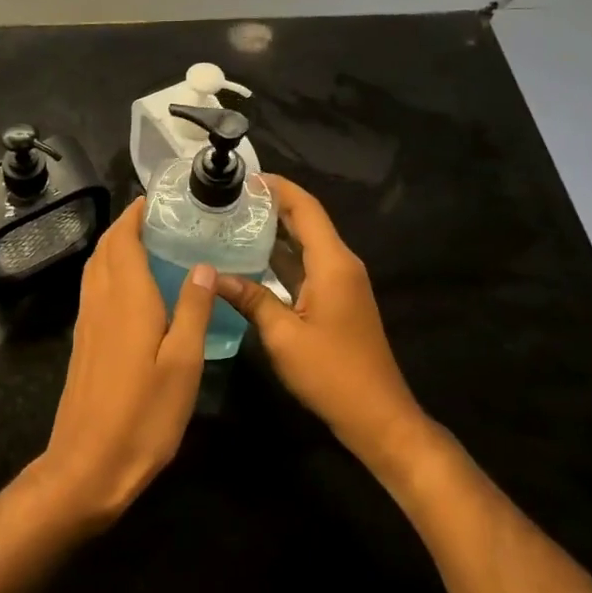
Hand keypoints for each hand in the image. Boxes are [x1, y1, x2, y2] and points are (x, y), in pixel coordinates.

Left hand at [38, 199, 213, 526]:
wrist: (87, 465)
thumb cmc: (143, 415)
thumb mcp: (184, 364)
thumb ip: (194, 311)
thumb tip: (204, 266)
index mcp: (126, 297)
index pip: (123, 238)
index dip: (135, 214)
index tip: (157, 199)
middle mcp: (100, 300)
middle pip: (106, 248)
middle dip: (127, 225)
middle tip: (161, 219)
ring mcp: (87, 322)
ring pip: (96, 267)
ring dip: (116, 247)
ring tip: (149, 244)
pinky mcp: (83, 342)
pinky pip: (94, 289)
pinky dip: (110, 271)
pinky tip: (133, 289)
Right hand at [214, 175, 427, 475]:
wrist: (378, 416)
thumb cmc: (331, 373)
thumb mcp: (283, 335)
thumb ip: (250, 299)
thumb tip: (213, 275)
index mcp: (332, 263)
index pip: (306, 208)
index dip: (278, 188)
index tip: (244, 177)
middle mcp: (341, 264)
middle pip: (307, 221)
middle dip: (272, 204)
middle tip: (230, 197)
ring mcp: (341, 282)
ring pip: (307, 243)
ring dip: (276, 230)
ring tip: (235, 219)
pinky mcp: (338, 299)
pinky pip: (308, 265)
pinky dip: (283, 256)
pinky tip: (253, 258)